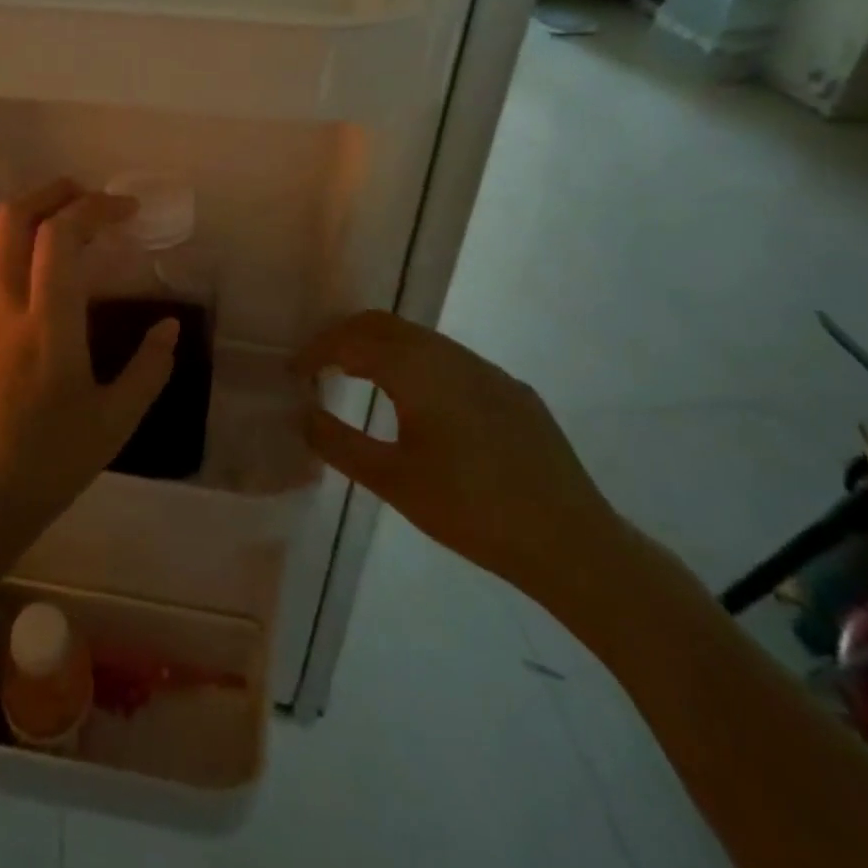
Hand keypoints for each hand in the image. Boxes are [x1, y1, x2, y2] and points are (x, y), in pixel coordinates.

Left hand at [0, 179, 178, 546]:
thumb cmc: (51, 462)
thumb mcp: (116, 421)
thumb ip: (149, 368)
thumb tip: (169, 326)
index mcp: (49, 325)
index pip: (60, 236)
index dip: (93, 208)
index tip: (125, 210)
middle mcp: (6, 308)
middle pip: (13, 219)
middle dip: (51, 192)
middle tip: (87, 196)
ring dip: (26, 216)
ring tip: (60, 223)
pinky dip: (6, 248)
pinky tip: (30, 268)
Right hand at [297, 311, 621, 613]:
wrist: (571, 543)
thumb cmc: (471, 512)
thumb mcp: (393, 482)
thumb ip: (339, 443)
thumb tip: (303, 415)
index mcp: (421, 371)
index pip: (354, 340)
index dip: (318, 350)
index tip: (295, 372)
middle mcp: (453, 356)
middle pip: (386, 325)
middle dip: (346, 338)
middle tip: (320, 368)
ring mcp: (487, 370)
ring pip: (420, 340)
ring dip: (382, 349)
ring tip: (358, 379)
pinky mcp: (511, 390)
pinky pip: (450, 359)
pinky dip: (416, 364)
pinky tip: (417, 403)